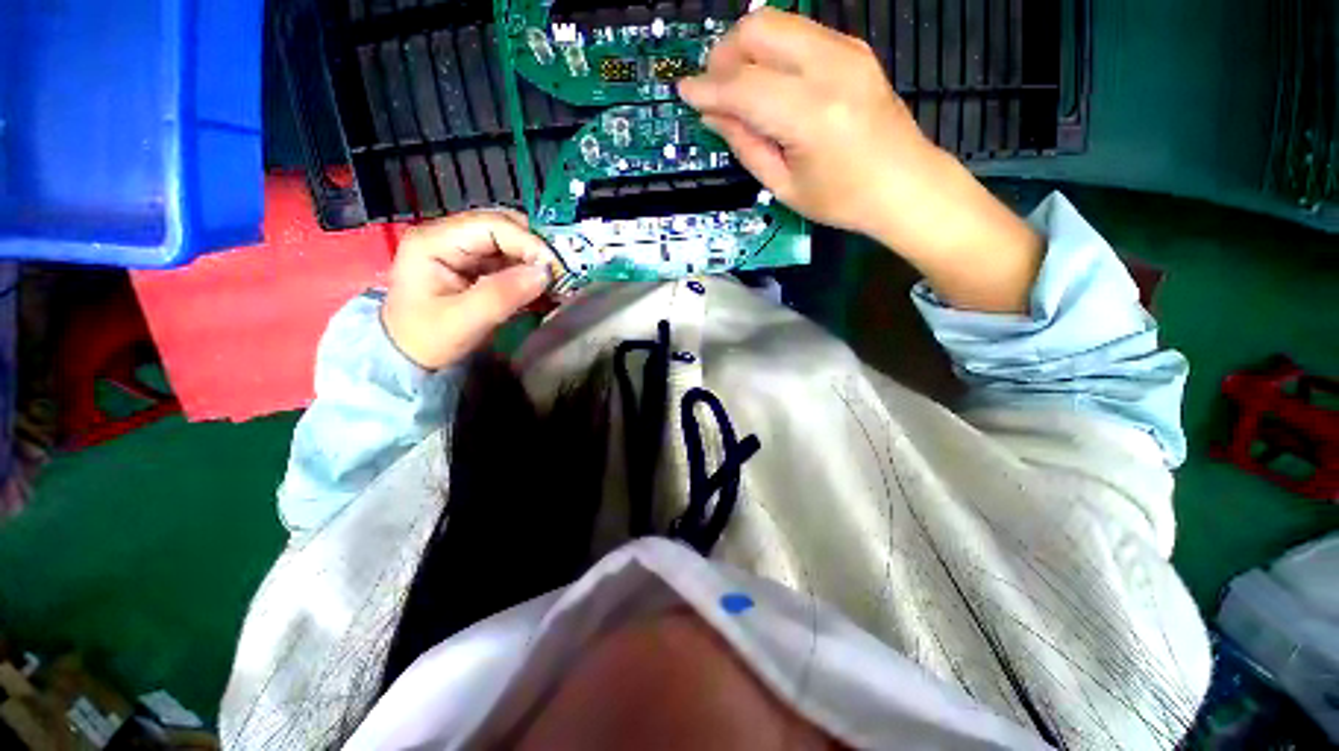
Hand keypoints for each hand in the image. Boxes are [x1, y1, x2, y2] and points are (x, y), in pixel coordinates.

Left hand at [382, 209, 552, 369]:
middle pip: (502, 227)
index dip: (528, 241)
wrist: (408, 358)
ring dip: (535, 260)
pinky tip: (543, 287)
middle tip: (559, 273)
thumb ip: (503, 294)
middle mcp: (448, 237)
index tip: (554, 267)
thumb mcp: (464, 320)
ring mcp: (461, 250)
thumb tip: (544, 272)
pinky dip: (529, 272)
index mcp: (434, 241)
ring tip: (556, 282)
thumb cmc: (427, 340)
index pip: (491, 225)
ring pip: (509, 242)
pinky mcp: (474, 266)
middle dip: (535, 248)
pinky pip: (509, 260)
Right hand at [678, 9, 930, 238]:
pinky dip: (772, 50)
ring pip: (777, 21)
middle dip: (724, 55)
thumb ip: (746, 145)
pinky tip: (769, 82)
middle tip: (715, 90)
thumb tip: (713, 115)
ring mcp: (846, 51)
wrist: (905, 184)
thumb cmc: (844, 199)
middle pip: (758, 29)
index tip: (684, 92)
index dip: (707, 89)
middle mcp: (830, 68)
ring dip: (746, 48)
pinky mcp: (853, 48)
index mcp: (811, 115)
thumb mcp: (785, 186)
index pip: (743, 86)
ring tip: (738, 88)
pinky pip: (798, 32)